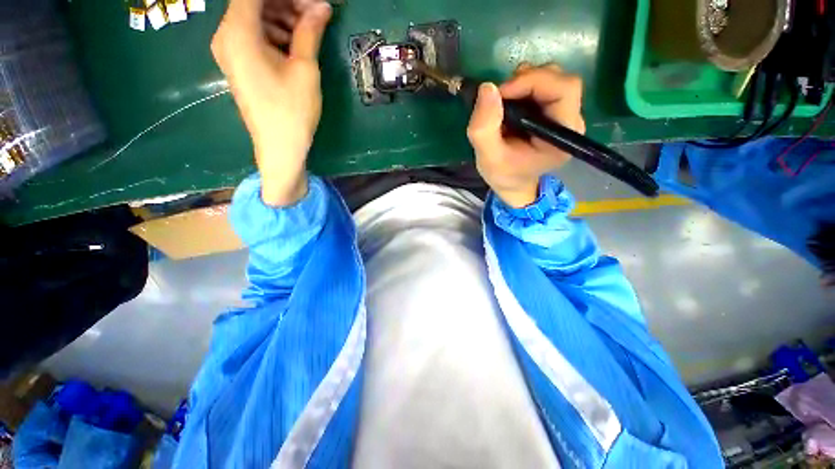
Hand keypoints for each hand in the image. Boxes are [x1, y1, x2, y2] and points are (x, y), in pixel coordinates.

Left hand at [212, 0, 332, 205]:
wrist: (280, 148)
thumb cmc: (292, 111)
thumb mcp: (304, 69)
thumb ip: (309, 31)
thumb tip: (322, 6)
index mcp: (238, 32)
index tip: (312, 2)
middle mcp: (226, 36)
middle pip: (255, 3)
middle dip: (287, 4)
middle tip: (316, 14)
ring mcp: (230, 51)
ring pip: (256, 19)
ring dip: (283, 18)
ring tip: (310, 31)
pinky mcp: (239, 64)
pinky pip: (255, 37)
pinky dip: (275, 34)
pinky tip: (295, 45)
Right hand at [467, 63, 584, 207]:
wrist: (512, 183)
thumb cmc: (504, 175)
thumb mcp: (488, 158)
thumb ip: (484, 128)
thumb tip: (487, 87)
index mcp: (562, 137)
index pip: (564, 90)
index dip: (533, 81)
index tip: (501, 93)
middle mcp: (570, 121)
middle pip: (559, 80)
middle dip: (526, 81)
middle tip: (499, 97)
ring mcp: (563, 114)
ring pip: (551, 78)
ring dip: (523, 83)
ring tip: (502, 103)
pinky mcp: (553, 111)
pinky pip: (542, 85)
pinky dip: (521, 87)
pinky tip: (508, 104)